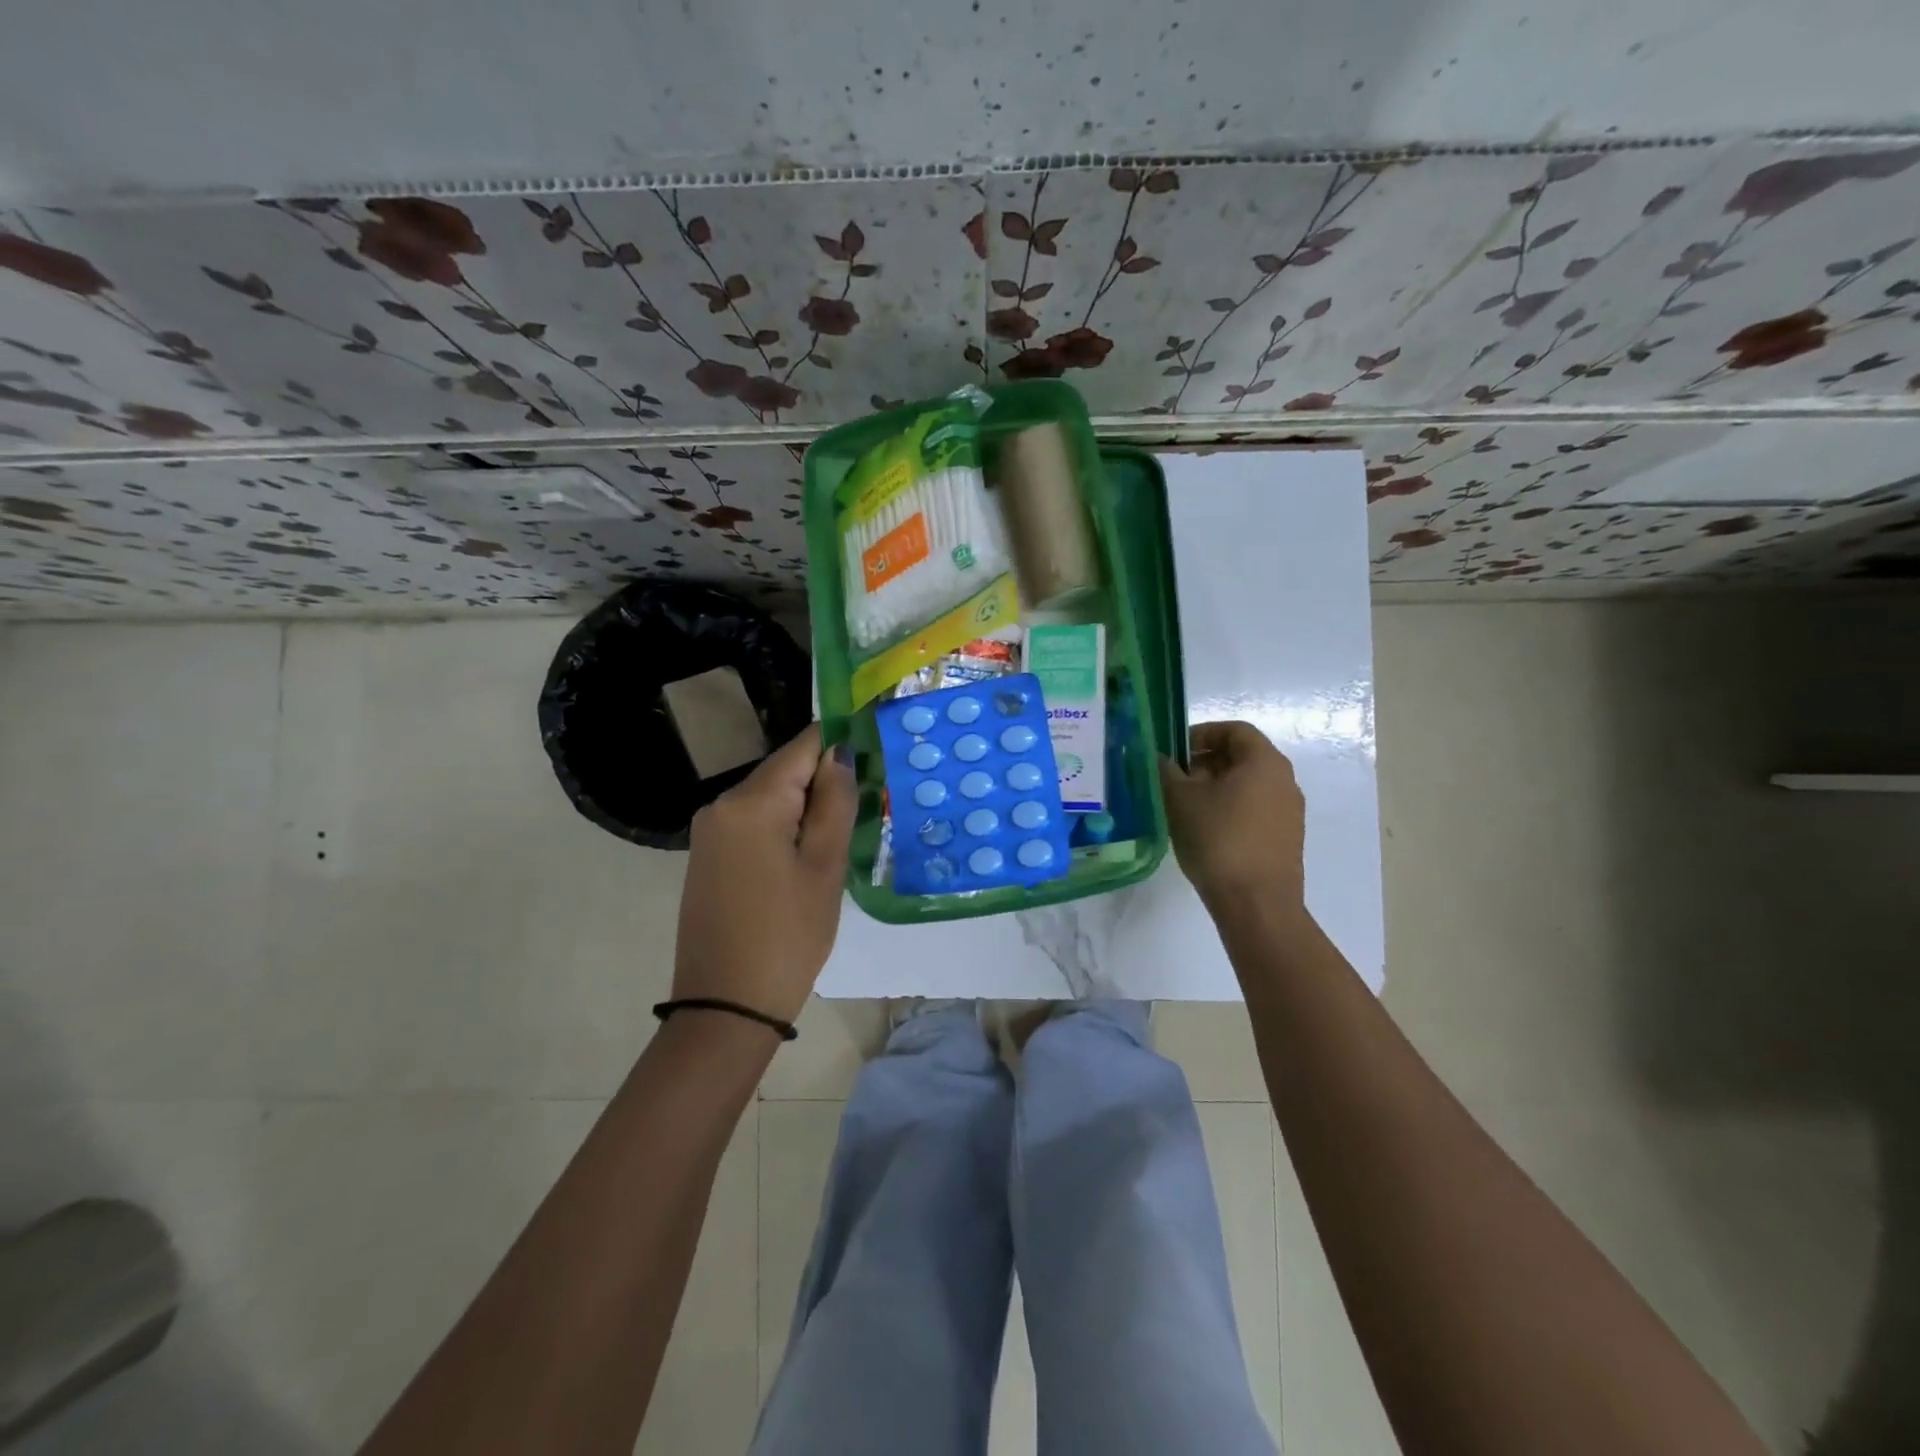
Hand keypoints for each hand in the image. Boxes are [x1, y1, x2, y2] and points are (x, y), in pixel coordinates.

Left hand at [673, 725, 856, 1023]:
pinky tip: (807, 857)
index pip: (803, 746)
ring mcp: (710, 831)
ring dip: (807, 808)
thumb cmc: (788, 935)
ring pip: (771, 798)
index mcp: (752, 802)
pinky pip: (754, 823)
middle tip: (867, 808)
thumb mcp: (824, 867)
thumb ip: (835, 801)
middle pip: (785, 772)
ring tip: (843, 837)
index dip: (840, 742)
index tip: (875, 750)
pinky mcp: (708, 855)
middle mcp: (722, 804)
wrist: (726, 1006)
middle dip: (824, 782)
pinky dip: (784, 827)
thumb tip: (840, 753)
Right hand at [1159, 721, 1305, 912]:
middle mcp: (1284, 781)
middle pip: (1242, 756)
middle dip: (1204, 761)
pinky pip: (1254, 810)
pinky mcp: (1285, 839)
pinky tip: (1205, 830)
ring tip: (1184, 806)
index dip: (1201, 733)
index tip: (1174, 751)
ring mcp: (1289, 812)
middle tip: (1173, 778)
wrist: (1257, 904)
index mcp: (1265, 762)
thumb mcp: (1180, 800)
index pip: (1234, 730)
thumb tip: (1161, 758)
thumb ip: (1167, 771)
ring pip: (1247, 785)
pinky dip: (1229, 809)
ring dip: (1214, 787)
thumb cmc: (1218, 840)